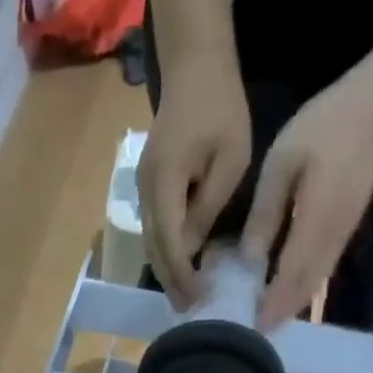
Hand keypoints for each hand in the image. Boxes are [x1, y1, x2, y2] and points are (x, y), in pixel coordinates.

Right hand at [137, 48, 251, 308]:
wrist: (193, 64)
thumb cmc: (219, 106)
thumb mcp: (229, 158)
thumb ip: (209, 205)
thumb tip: (193, 247)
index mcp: (166, 183)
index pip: (170, 242)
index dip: (182, 274)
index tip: (197, 297)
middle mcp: (146, 190)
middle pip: (154, 247)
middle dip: (170, 280)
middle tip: (188, 308)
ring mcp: (143, 187)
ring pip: (150, 240)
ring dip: (166, 268)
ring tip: (184, 293)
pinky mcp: (149, 184)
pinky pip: (154, 226)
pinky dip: (166, 249)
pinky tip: (181, 263)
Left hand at [240, 73, 372, 330]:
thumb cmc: (327, 125)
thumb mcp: (282, 164)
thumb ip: (265, 213)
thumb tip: (249, 259)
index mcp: (314, 224)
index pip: (289, 278)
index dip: (271, 306)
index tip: (252, 328)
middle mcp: (332, 238)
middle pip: (305, 289)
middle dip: (281, 313)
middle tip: (253, 333)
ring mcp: (343, 234)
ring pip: (316, 282)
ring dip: (293, 303)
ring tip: (266, 318)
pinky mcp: (347, 227)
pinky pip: (323, 268)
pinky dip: (304, 286)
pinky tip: (286, 290)